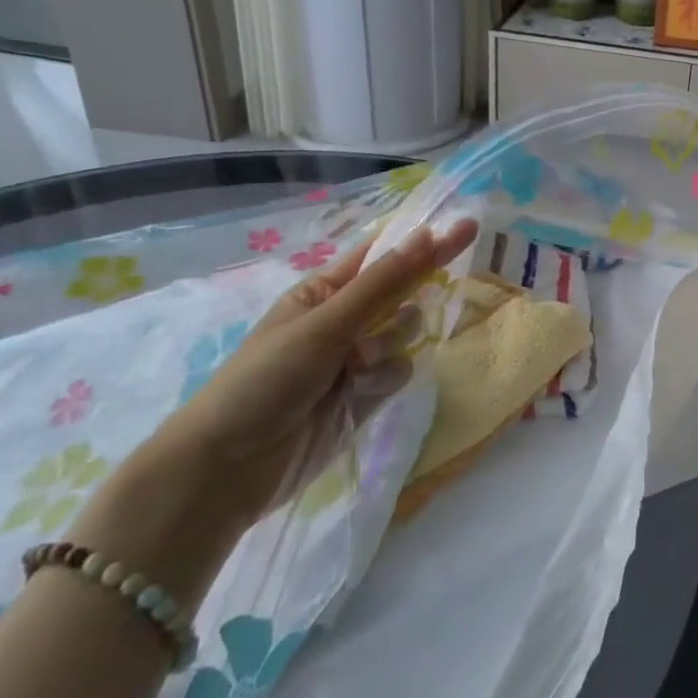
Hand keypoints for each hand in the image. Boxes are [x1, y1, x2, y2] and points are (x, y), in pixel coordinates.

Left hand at [71, 217, 477, 606]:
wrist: (232, 468)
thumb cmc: (266, 379)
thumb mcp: (325, 324)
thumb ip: (384, 282)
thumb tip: (430, 233)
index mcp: (324, 291)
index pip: (383, 255)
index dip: (422, 242)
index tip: (465, 229)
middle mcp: (344, 319)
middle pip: (402, 294)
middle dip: (403, 306)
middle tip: (408, 305)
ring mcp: (355, 358)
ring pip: (406, 335)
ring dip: (389, 348)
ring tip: (355, 370)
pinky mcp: (366, 394)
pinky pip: (400, 371)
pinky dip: (384, 381)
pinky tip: (358, 397)